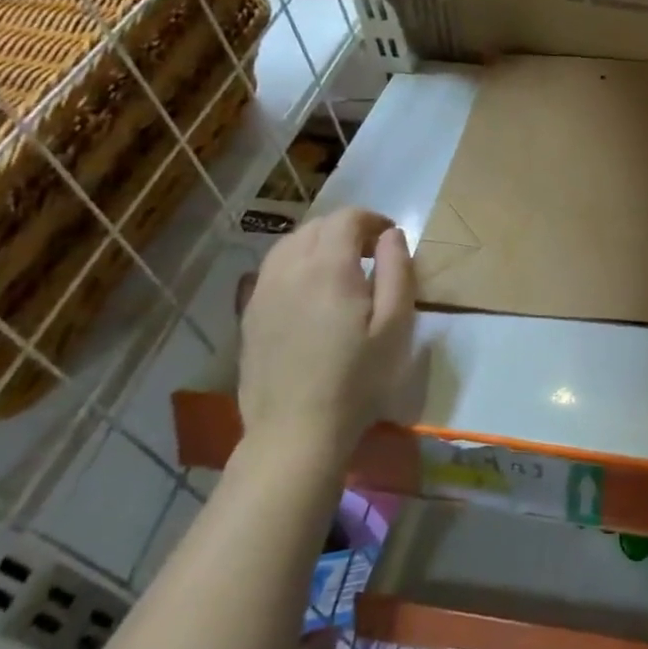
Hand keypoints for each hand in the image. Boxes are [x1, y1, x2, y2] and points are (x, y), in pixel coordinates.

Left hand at [237, 208, 413, 463]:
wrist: (296, 430)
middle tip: (372, 253)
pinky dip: (296, 263)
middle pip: (317, 226)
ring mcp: (263, 290)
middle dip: (347, 229)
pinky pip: (272, 269)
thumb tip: (392, 235)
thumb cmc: (357, 379)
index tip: (391, 238)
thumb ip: (397, 272)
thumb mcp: (395, 326)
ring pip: (290, 244)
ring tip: (342, 268)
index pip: (347, 218)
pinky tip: (311, 291)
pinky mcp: (250, 313)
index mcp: (328, 268)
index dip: (373, 220)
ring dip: (319, 243)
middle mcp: (289, 269)